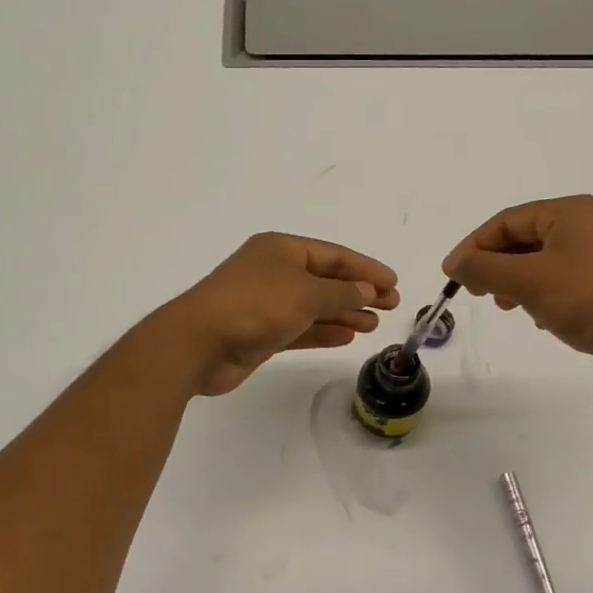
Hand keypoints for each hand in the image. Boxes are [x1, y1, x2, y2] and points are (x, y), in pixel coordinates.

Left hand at [161, 233, 400, 396]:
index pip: (333, 255)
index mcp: (282, 249)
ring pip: (314, 306)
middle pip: (325, 279)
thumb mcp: (306, 294)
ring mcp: (266, 303)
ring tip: (374, 324)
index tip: (393, 283)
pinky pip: (300, 328)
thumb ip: (341, 293)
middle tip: (391, 305)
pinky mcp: (260, 333)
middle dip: (358, 292)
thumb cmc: (255, 305)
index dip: (365, 268)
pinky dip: (323, 332)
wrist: (199, 343)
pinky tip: (347, 337)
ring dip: (344, 313)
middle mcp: (274, 272)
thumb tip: (366, 290)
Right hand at [442, 196, 592, 393]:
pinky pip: (565, 280)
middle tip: (477, 292)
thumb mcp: (527, 280)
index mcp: (570, 211)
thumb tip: (455, 261)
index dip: (474, 246)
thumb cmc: (589, 299)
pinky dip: (543, 294)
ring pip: (543, 262)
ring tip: (507, 306)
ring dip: (517, 282)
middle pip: (525, 239)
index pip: (507, 220)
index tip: (451, 274)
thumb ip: (484, 267)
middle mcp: (589, 224)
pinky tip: (541, 318)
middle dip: (496, 265)